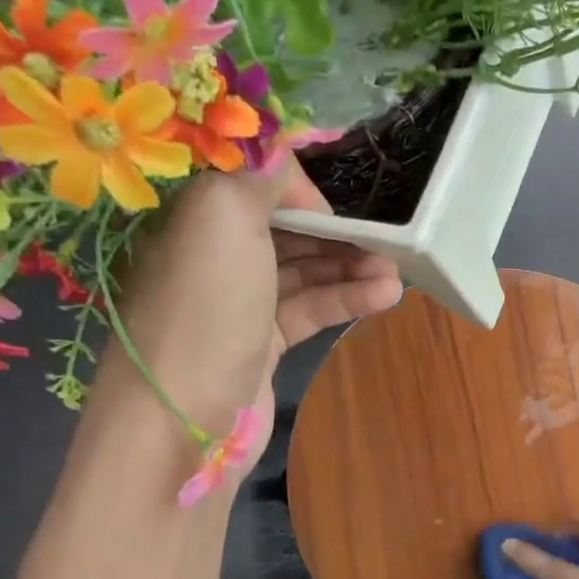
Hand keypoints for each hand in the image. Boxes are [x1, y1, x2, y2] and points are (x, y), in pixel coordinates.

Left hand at [90, 156, 402, 466]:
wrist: (181, 417)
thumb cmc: (205, 307)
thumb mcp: (224, 217)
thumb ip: (259, 177)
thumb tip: (286, 161)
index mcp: (194, 216)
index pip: (251, 185)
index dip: (297, 189)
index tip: (337, 204)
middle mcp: (213, 255)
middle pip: (284, 229)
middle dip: (335, 230)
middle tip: (385, 239)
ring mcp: (238, 303)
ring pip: (302, 272)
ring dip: (350, 266)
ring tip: (396, 270)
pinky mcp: (261, 344)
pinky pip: (308, 310)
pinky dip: (346, 300)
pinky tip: (385, 296)